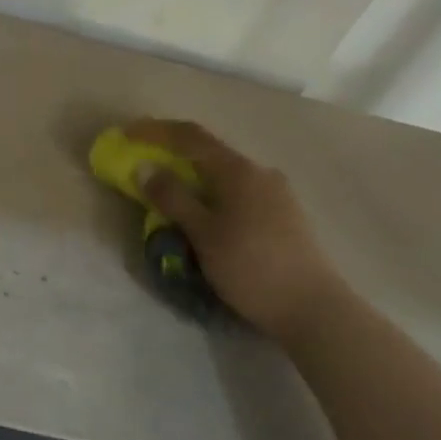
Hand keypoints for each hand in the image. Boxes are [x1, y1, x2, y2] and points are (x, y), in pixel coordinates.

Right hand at [125, 118, 345, 340]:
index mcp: (239, 170)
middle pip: (209, 153)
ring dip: (194, 179)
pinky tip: (206, 218)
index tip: (126, 134)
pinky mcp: (284, 215)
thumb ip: (172, 198)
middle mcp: (260, 172)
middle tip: (145, 169)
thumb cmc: (251, 267)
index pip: (191, 136)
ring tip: (172, 199)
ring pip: (225, 176)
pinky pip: (238, 193)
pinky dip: (212, 195)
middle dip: (174, 157)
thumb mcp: (203, 234)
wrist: (314, 308)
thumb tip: (144, 168)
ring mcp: (276, 193)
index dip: (155, 131)